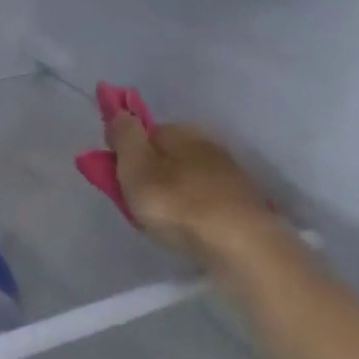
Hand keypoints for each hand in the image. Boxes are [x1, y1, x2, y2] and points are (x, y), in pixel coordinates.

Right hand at [107, 112, 281, 262]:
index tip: (114, 179)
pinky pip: (205, 200)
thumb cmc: (179, 205)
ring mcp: (229, 174)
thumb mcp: (136, 168)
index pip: (143, 132)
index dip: (125, 154)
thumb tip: (119, 112)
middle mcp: (207, 145)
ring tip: (162, 223)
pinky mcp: (243, 202)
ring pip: (186, 178)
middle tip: (137, 206)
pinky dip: (193, 210)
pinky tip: (189, 229)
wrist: (242, 246)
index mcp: (181, 131)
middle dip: (150, 174)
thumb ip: (124, 137)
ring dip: (172, 194)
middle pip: (165, 155)